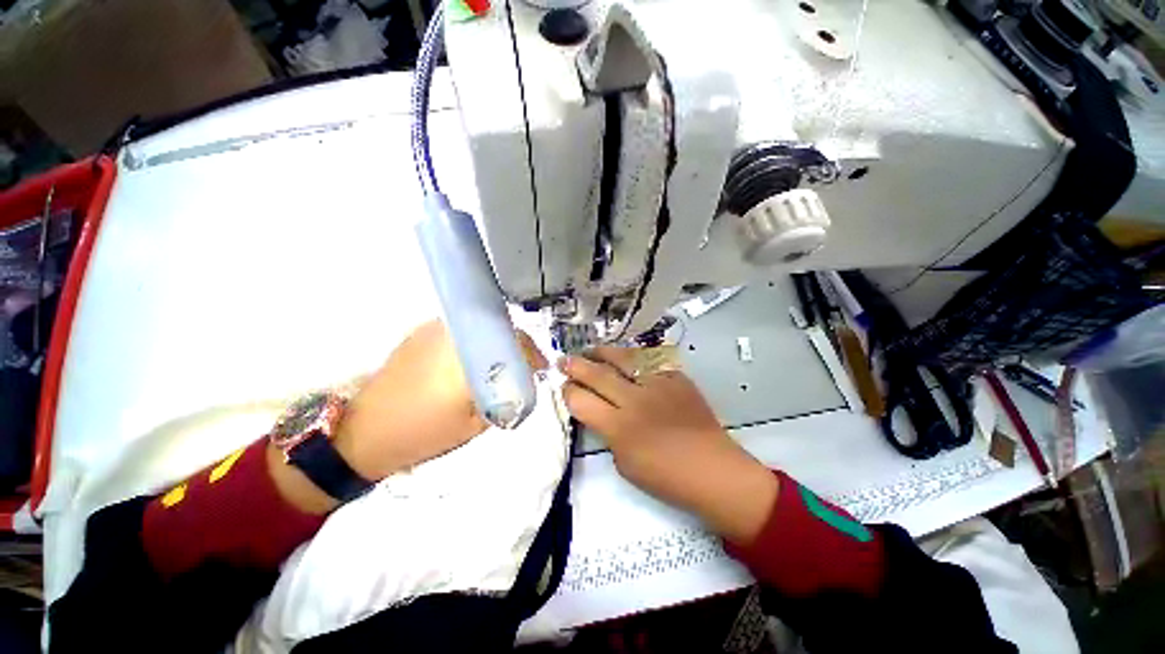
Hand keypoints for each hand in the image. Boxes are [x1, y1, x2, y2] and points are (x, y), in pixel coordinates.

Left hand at [335, 319, 546, 480]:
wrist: (365, 431)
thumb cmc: (424, 433)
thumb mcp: (475, 424)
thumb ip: (504, 399)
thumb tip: (521, 384)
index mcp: (468, 358)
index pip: (515, 342)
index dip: (533, 353)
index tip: (541, 367)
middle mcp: (454, 335)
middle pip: (501, 329)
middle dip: (518, 346)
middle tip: (524, 366)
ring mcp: (435, 330)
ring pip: (482, 327)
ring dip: (497, 342)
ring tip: (500, 364)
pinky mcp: (421, 332)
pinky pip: (462, 331)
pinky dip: (477, 341)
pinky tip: (474, 361)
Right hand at [559, 347, 777, 542]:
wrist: (713, 469)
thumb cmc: (667, 478)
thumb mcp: (624, 463)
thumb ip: (608, 434)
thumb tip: (601, 412)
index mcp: (619, 427)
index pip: (580, 400)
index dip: (568, 391)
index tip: (564, 387)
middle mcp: (634, 400)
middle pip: (596, 374)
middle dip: (575, 365)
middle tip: (564, 359)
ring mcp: (657, 384)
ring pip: (622, 359)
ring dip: (601, 353)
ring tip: (590, 350)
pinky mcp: (675, 377)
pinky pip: (648, 361)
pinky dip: (632, 359)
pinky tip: (625, 359)